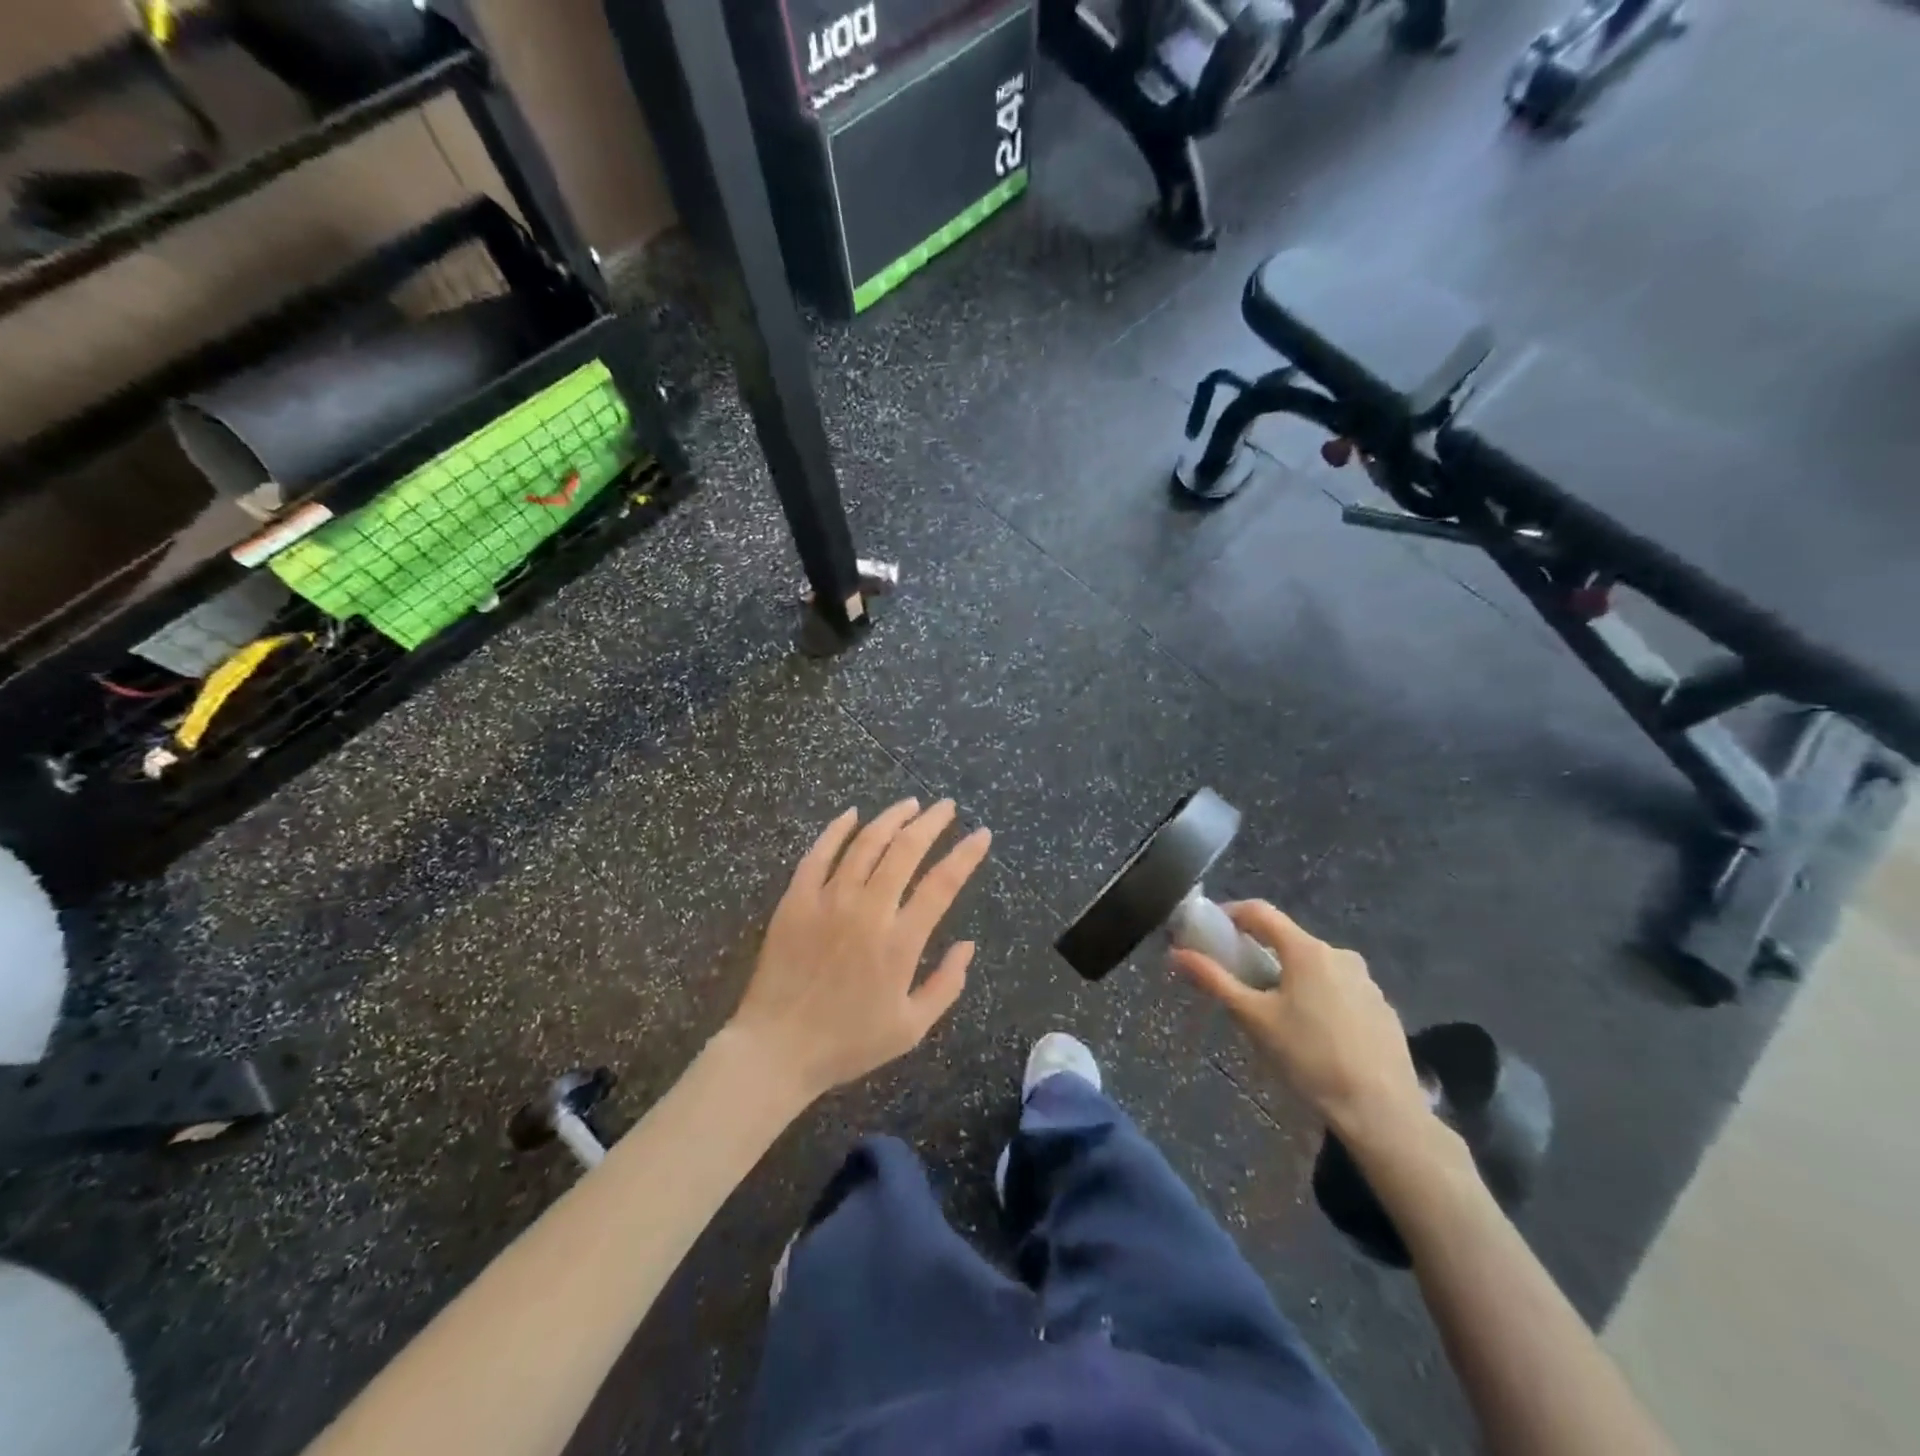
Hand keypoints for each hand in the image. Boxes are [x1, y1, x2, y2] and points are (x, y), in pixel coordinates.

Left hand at [728, 799, 990, 1103]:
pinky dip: (837, 830)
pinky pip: (818, 854)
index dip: (966, 855)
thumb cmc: (848, 1042)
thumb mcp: (910, 1028)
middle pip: (905, 850)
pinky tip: (852, 814)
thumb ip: (946, 984)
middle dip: (931, 822)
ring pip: (865, 844)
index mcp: (899, 942)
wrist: (776, 1049)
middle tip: (946, 807)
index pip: (942, 884)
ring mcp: (827, 901)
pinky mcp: (796, 900)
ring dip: (891, 818)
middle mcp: (867, 911)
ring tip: (910, 804)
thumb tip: (969, 945)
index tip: (982, 834)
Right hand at [1172, 901, 1429, 1145]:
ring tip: (1274, 1014)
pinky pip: (1339, 990)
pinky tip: (1313, 1035)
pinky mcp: (1383, 1009)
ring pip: (1315, 967)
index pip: (1260, 912)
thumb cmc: (1310, 1058)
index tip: (1210, 930)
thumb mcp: (1253, 1019)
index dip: (1230, 914)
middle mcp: (1339, 954)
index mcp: (1306, 950)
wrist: (1382, 1112)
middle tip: (1238, 982)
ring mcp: (1366, 982)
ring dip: (1289, 977)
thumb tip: (1176, 953)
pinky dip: (1317, 998)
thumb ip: (1214, 980)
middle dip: (1259, 953)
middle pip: (1288, 940)